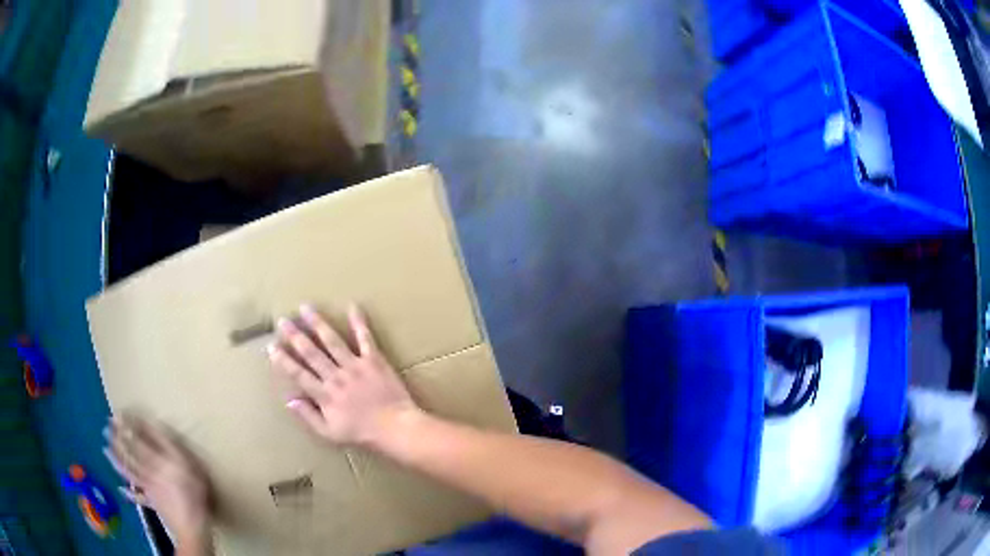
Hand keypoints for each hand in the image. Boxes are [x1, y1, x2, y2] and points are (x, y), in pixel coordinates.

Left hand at [104, 414, 211, 548]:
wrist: (192, 527)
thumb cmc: (194, 495)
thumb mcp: (189, 466)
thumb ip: (173, 448)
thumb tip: (158, 429)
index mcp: (156, 461)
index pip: (139, 440)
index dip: (128, 427)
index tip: (119, 413)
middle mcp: (148, 471)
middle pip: (130, 452)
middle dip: (118, 438)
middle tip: (107, 424)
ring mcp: (147, 487)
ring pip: (128, 470)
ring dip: (116, 458)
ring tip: (105, 447)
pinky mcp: (151, 502)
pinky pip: (137, 496)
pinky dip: (128, 493)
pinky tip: (121, 489)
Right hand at [268, 304, 420, 448]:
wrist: (395, 427)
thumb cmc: (362, 434)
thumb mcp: (330, 434)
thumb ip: (308, 416)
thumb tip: (289, 400)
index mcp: (324, 395)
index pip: (298, 374)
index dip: (283, 361)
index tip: (271, 347)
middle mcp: (336, 376)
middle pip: (311, 352)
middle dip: (295, 335)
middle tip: (282, 320)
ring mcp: (355, 366)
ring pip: (332, 340)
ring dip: (318, 323)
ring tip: (306, 308)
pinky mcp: (374, 360)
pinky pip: (365, 338)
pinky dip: (359, 322)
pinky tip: (352, 306)